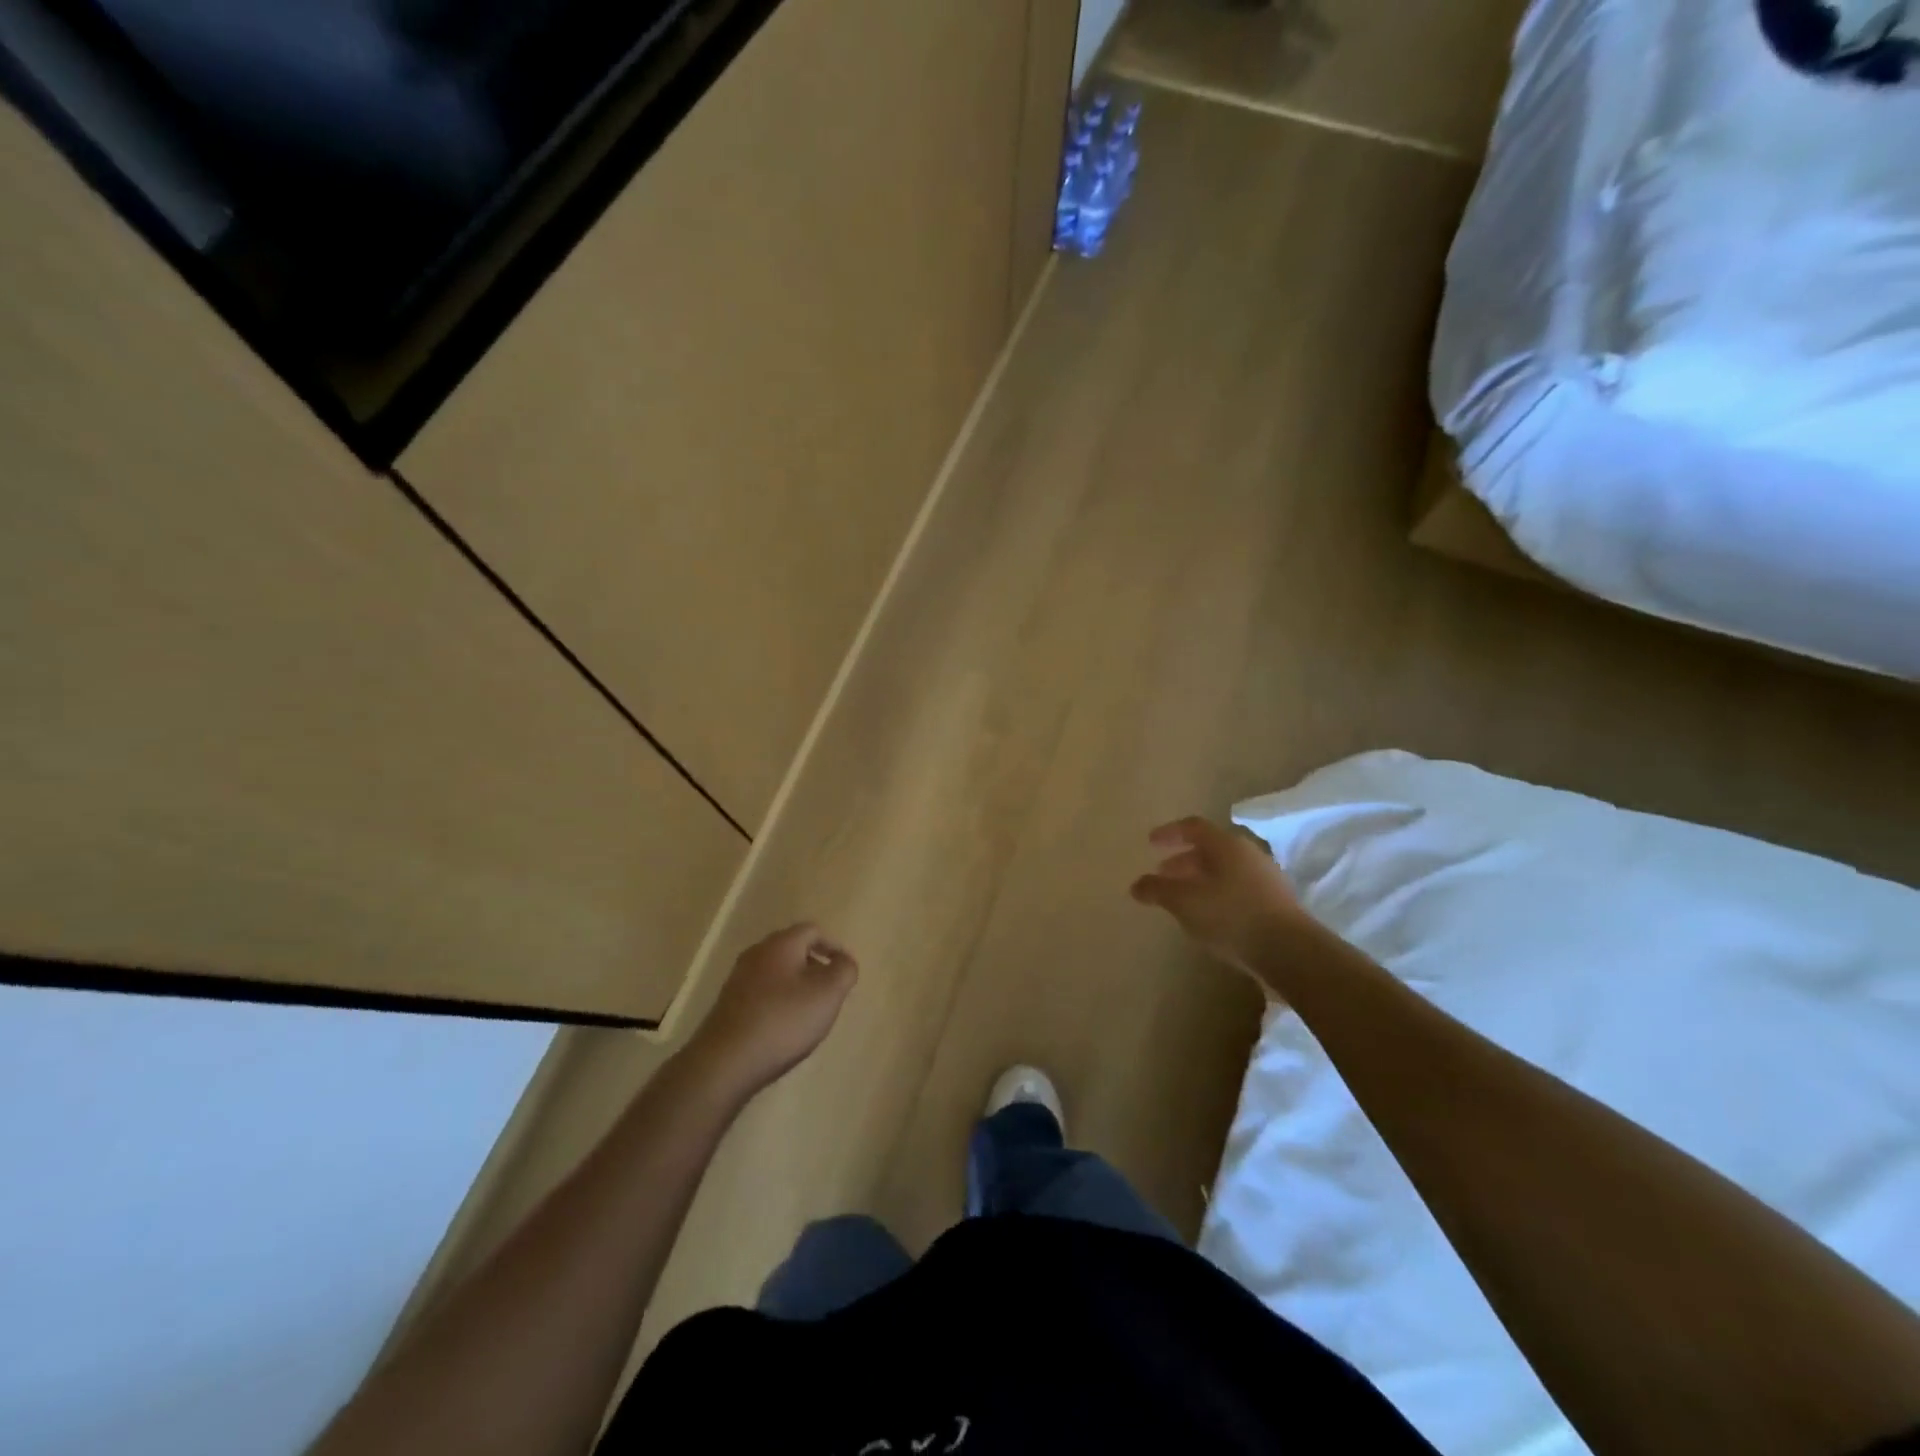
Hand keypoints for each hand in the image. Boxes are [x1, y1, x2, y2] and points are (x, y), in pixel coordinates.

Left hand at [684, 924, 857, 1097]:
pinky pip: (762, 993)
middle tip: (830, 991)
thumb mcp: (828, 993)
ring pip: (777, 972)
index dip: (834, 947)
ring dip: (796, 985)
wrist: (725, 1062)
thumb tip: (844, 961)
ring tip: (809, 1012)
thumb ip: (844, 970)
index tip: (845, 971)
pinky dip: (778, 1001)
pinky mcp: (728, 1005)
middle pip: (793, 949)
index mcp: (781, 944)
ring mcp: (738, 979)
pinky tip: (784, 1027)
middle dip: (815, 966)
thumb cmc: (783, 1020)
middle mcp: (756, 954)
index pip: (813, 930)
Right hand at [1129, 816, 1309, 984]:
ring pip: (1225, 870)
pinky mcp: (1276, 902)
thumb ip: (1157, 890)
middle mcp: (1248, 853)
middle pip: (1210, 849)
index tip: (1151, 843)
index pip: (1193, 827)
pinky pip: (1238, 888)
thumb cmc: (1231, 916)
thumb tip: (1136, 885)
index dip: (1169, 833)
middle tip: (1163, 873)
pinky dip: (1218, 894)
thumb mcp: (1184, 902)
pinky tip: (1209, 915)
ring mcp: (1266, 877)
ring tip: (1182, 897)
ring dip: (1201, 878)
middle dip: (1183, 860)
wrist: (1290, 952)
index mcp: (1226, 844)